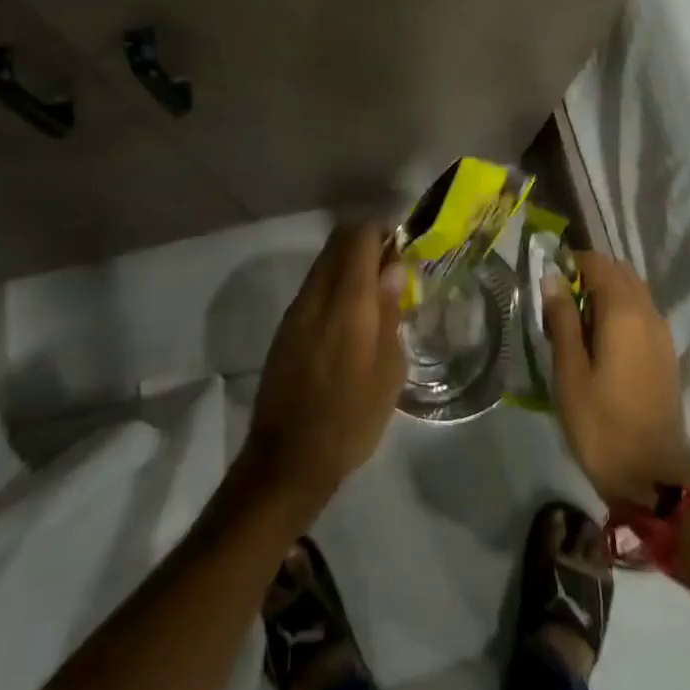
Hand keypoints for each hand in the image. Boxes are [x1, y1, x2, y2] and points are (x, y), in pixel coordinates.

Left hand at [234, 224, 408, 526]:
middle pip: (338, 242)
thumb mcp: (388, 370)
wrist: (288, 459)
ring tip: (377, 294)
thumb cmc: (351, 418)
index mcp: (346, 301)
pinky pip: (314, 288)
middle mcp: (316, 295)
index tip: (404, 245)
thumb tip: (392, 269)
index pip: (359, 236)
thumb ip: (389, 312)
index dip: (383, 230)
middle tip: (394, 267)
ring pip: (324, 263)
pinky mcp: (285, 328)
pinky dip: (335, 285)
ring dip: (350, 264)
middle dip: (367, 242)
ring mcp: (296, 310)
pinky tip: (352, 318)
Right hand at [544, 251, 689, 508]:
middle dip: (590, 275)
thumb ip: (562, 320)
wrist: (653, 479)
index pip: (598, 263)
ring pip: (634, 292)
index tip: (548, 281)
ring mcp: (663, 335)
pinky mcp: (667, 355)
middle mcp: (649, 314)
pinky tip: (601, 341)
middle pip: (620, 273)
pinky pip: (643, 314)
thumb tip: (553, 277)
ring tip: (577, 322)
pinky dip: (622, 312)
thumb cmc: (601, 425)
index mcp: (624, 313)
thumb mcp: (570, 373)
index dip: (572, 263)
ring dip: (607, 293)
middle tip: (559, 302)